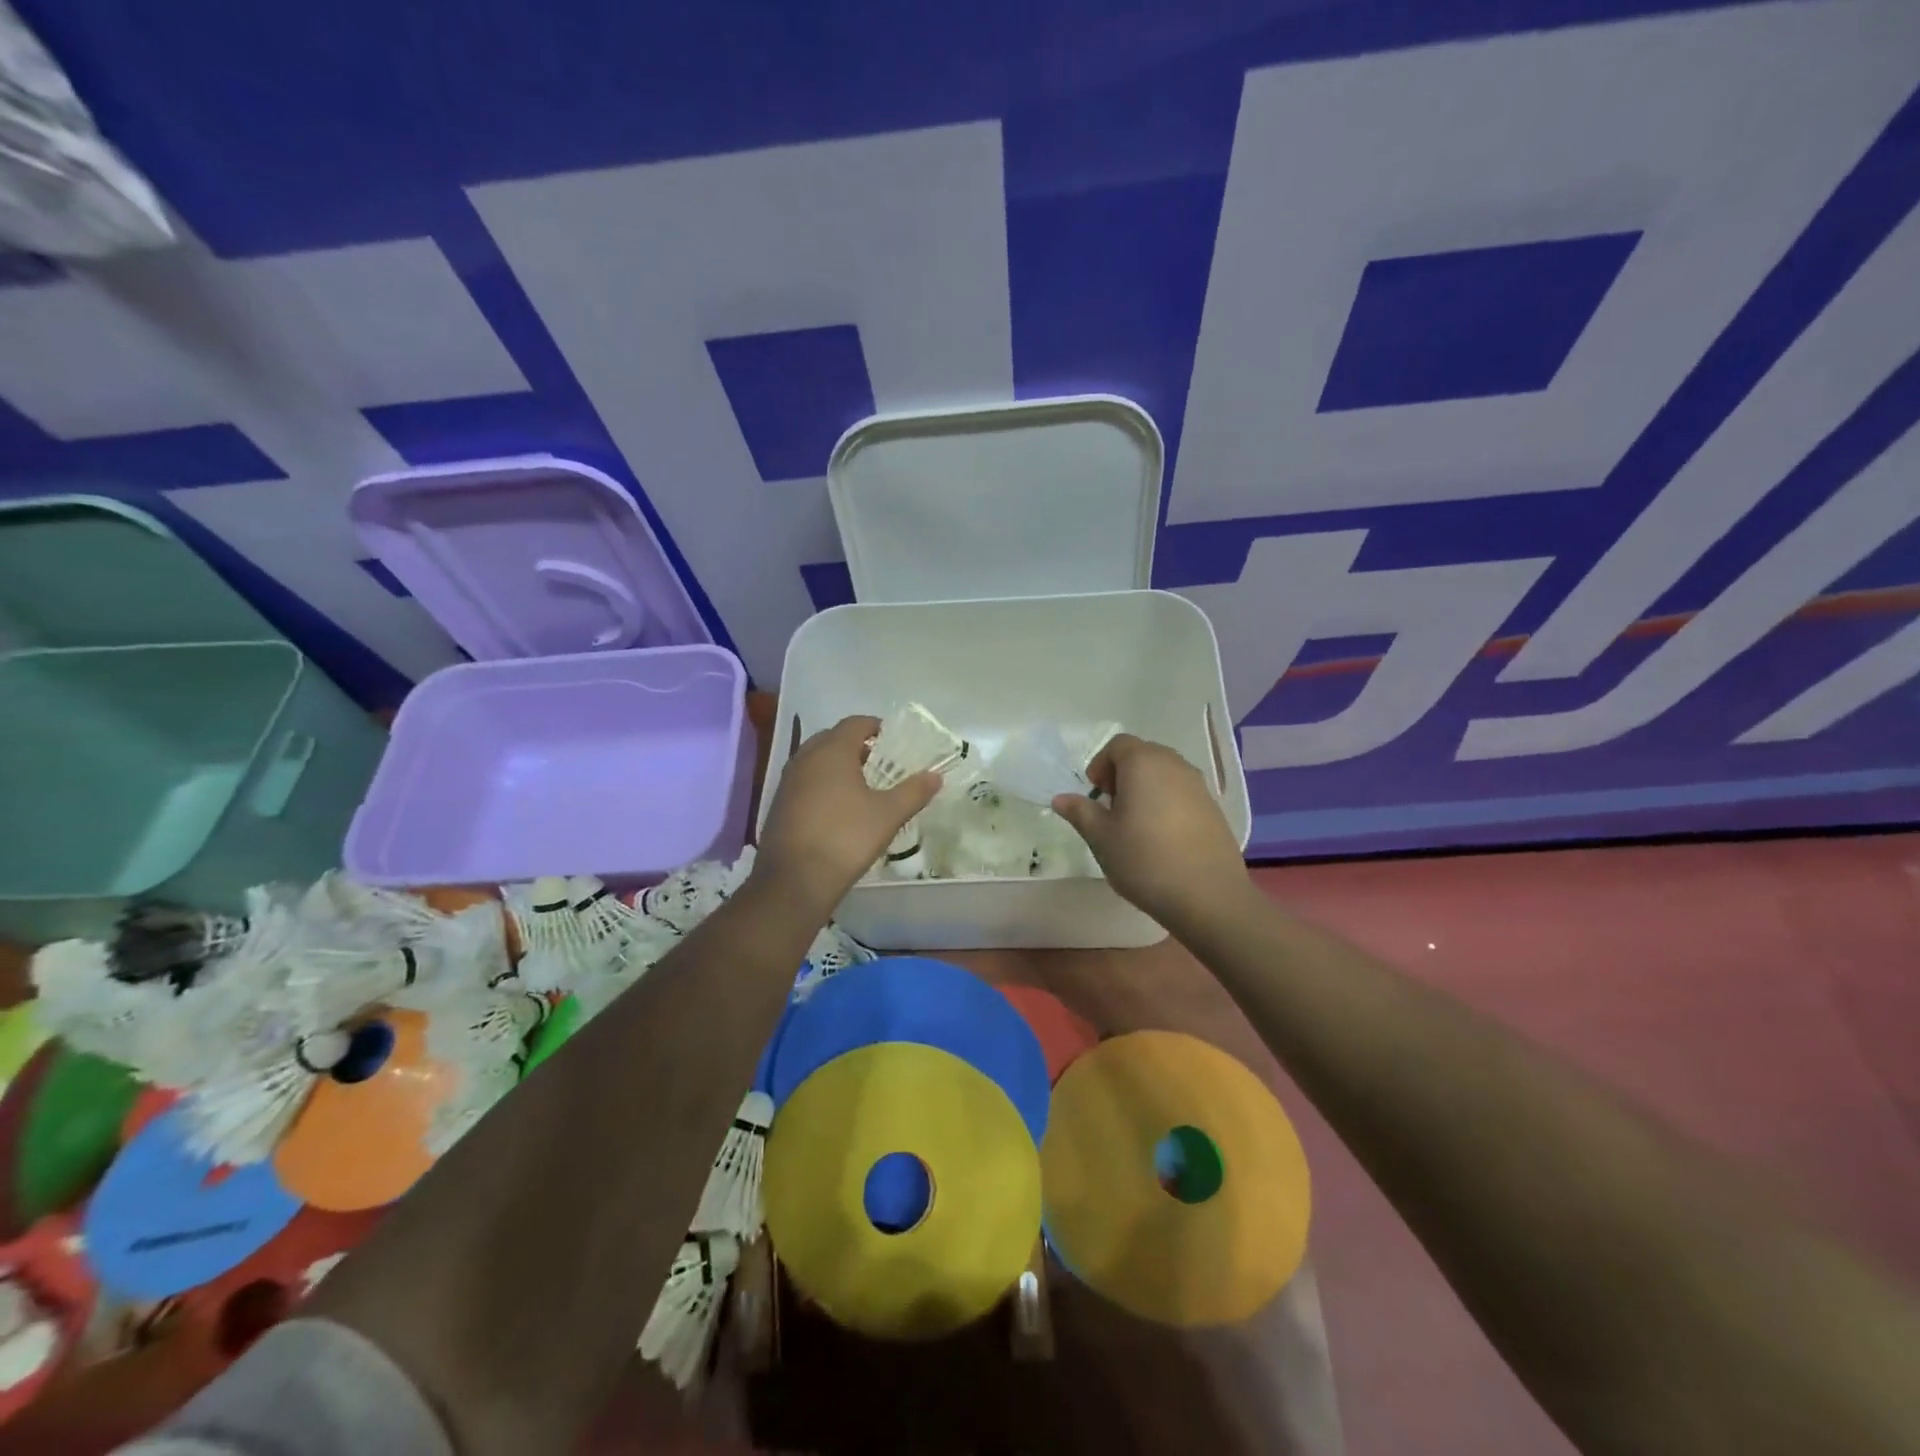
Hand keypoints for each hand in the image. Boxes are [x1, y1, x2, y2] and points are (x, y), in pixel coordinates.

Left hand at [754, 715, 939, 917]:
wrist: (794, 880)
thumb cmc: (846, 838)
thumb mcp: (888, 815)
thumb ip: (913, 792)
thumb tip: (935, 776)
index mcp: (832, 751)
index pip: (855, 723)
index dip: (876, 727)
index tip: (894, 741)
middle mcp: (805, 758)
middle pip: (833, 738)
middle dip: (857, 745)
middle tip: (881, 762)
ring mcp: (788, 781)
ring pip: (816, 760)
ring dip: (838, 765)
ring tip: (862, 785)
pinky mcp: (779, 804)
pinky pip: (805, 781)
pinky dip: (823, 783)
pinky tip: (838, 808)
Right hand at [1052, 733, 1248, 928]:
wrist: (1208, 896)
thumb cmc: (1145, 860)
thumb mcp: (1101, 838)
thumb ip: (1080, 812)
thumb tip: (1061, 798)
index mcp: (1143, 764)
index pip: (1118, 744)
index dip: (1101, 764)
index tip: (1095, 794)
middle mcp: (1174, 765)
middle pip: (1143, 754)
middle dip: (1122, 774)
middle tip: (1112, 808)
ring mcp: (1199, 786)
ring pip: (1165, 773)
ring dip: (1146, 787)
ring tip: (1136, 824)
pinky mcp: (1214, 808)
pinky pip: (1183, 792)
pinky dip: (1167, 802)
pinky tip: (1162, 837)